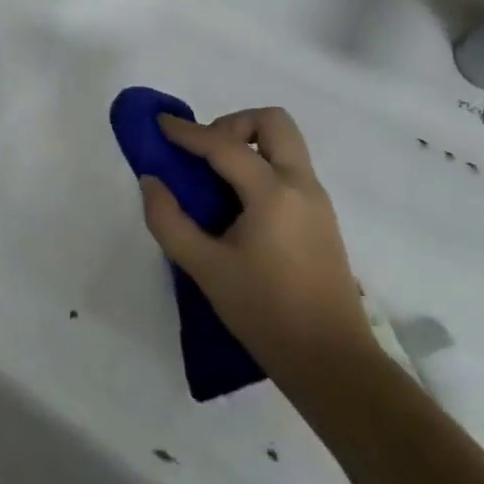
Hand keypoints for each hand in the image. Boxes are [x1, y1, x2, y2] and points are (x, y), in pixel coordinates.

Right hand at [140, 108, 379, 405]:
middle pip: (273, 122)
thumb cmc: (265, 312)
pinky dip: (262, 165)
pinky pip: (290, 168)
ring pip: (286, 143)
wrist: (331, 361)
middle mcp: (301, 185)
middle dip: (234, 124)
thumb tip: (152, 182)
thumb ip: (169, 221)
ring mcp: (317, 200)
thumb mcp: (205, 269)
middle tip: (204, 153)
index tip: (160, 123)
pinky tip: (238, 204)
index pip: (224, 145)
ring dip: (249, 143)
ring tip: (216, 178)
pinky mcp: (322, 218)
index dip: (187, 131)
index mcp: (273, 193)